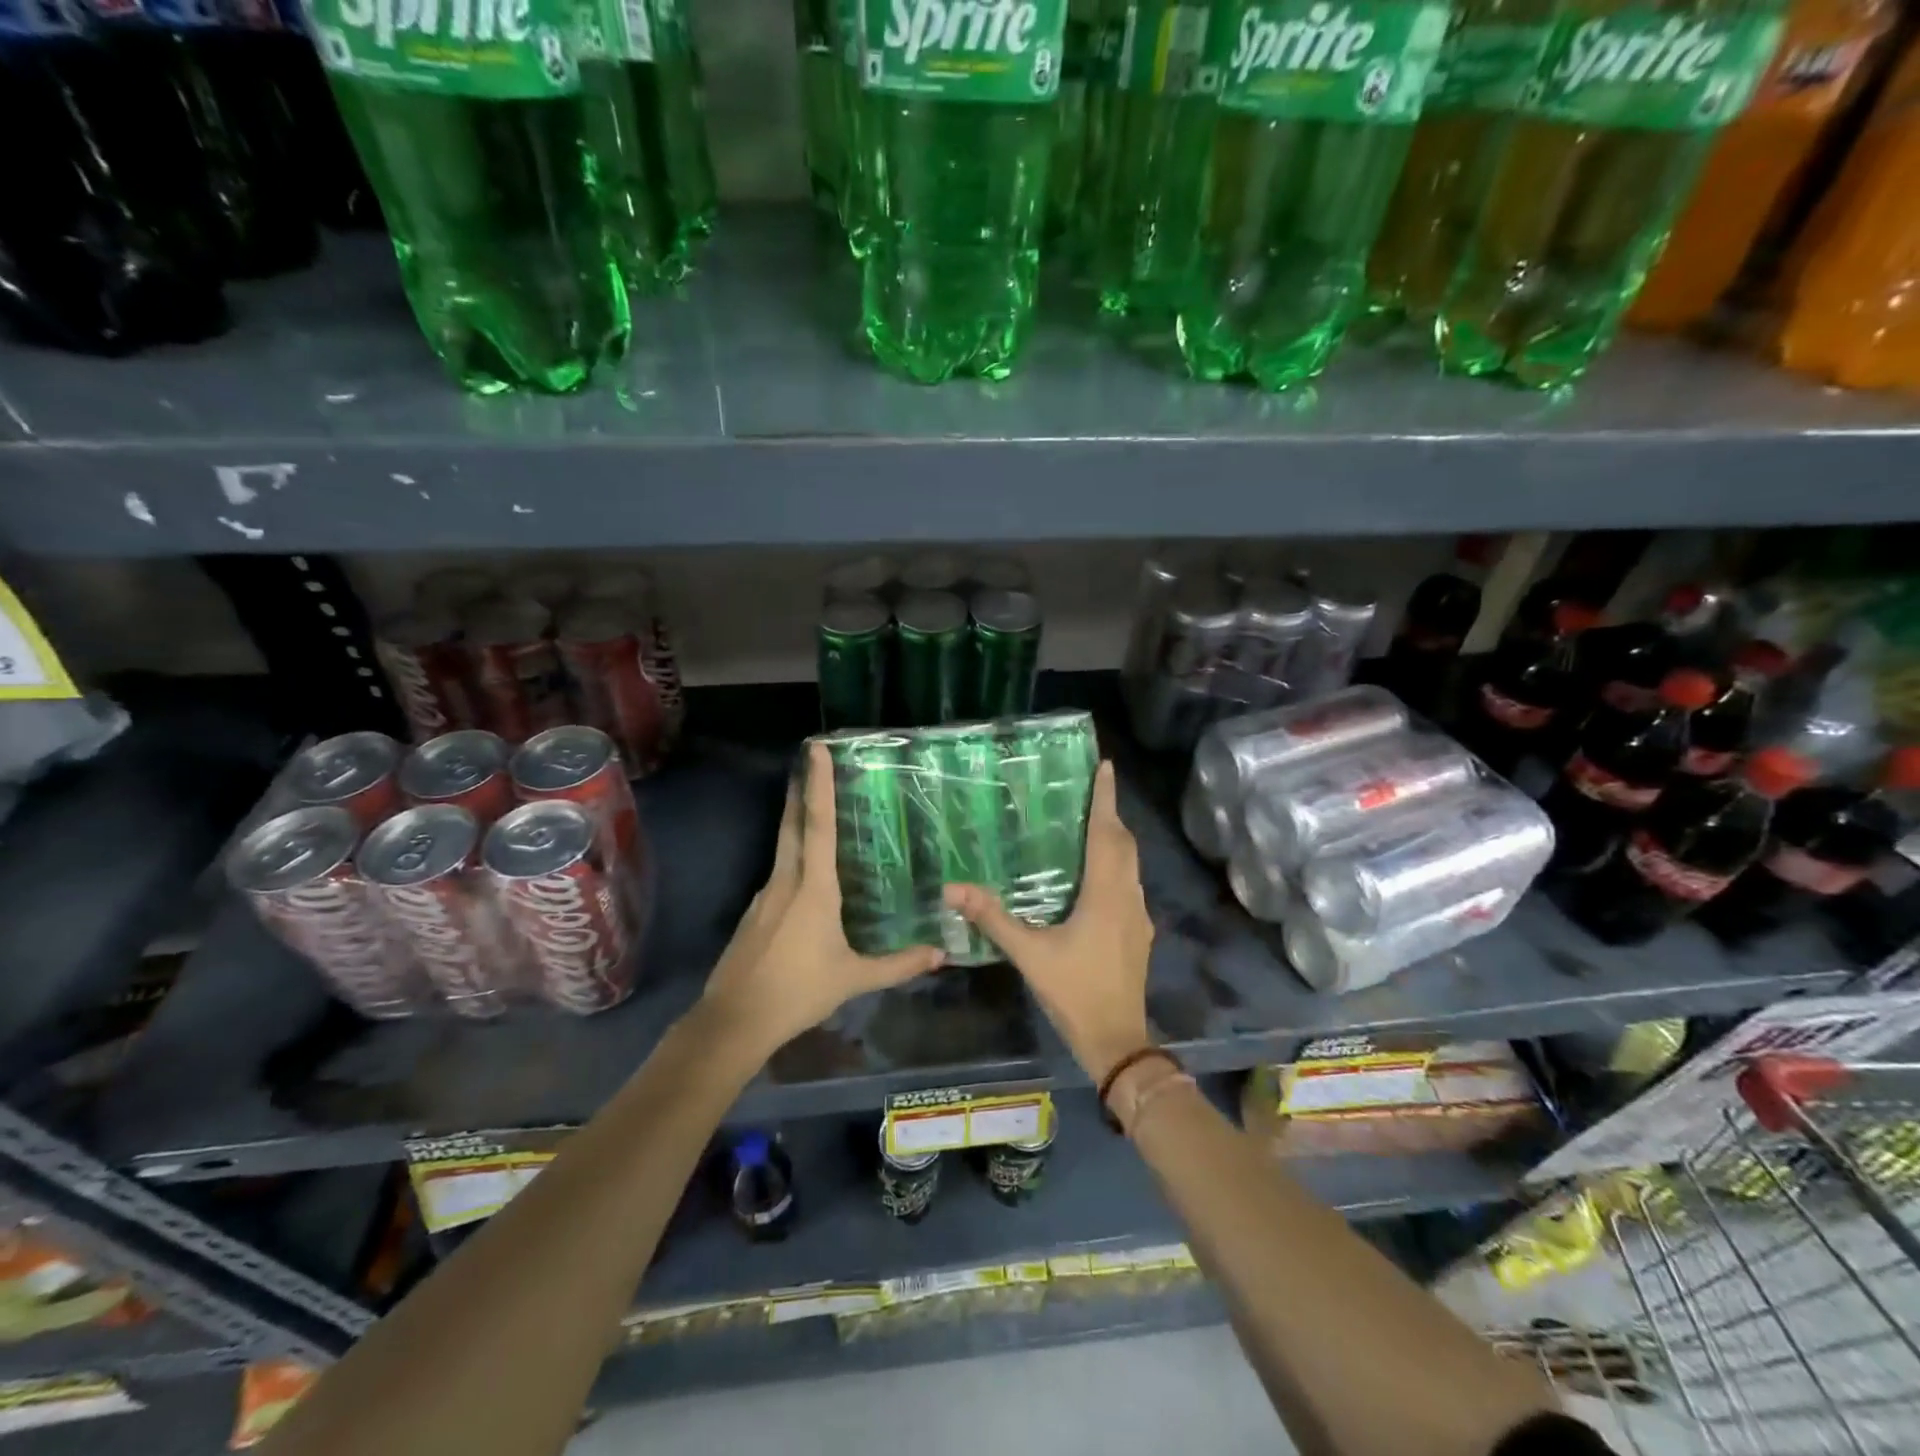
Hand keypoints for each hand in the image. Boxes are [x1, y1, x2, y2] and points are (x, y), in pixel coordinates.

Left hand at [700, 742, 943, 1057]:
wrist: (735, 1020)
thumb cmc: (798, 991)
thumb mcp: (854, 979)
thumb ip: (898, 965)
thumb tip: (941, 953)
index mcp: (813, 888)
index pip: (818, 825)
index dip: (819, 785)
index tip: (816, 750)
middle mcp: (785, 881)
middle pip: (793, 824)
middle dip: (802, 789)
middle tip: (809, 759)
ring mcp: (764, 895)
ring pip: (783, 848)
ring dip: (797, 821)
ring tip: (817, 810)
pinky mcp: (754, 913)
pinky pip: (779, 873)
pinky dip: (793, 858)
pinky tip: (806, 875)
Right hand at [944, 761, 1153, 1083]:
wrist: (1118, 1040)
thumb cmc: (1075, 992)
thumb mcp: (1029, 954)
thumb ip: (992, 918)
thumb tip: (953, 887)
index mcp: (1106, 893)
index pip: (1108, 832)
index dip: (1106, 797)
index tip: (1105, 765)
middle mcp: (1128, 896)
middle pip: (1124, 843)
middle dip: (1110, 813)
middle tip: (1089, 790)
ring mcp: (1138, 916)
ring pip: (1130, 864)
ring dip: (1115, 839)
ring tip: (1090, 823)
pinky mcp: (1139, 933)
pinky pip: (1128, 884)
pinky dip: (1116, 865)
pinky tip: (1094, 876)